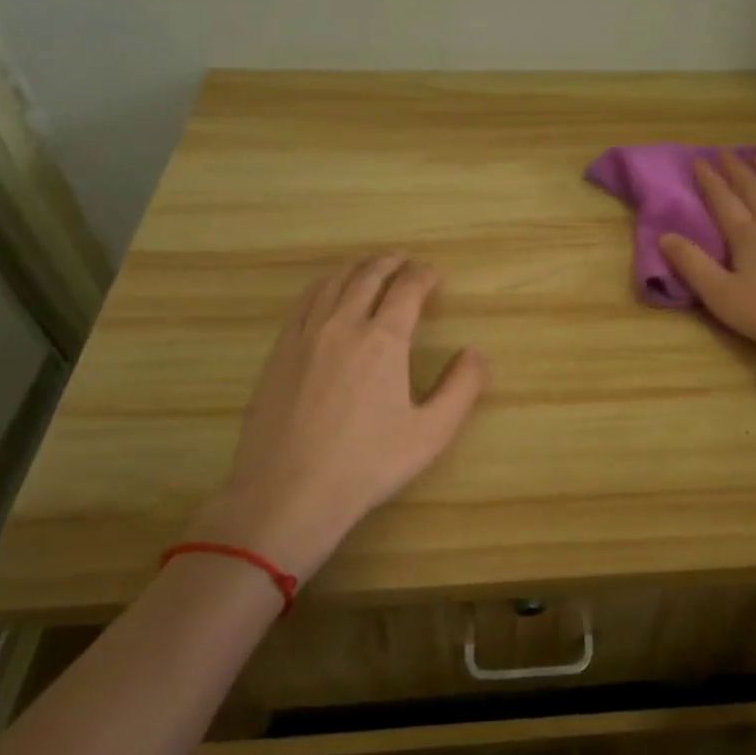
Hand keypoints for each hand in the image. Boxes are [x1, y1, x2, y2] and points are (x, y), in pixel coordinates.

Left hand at [187, 256, 486, 583]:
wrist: (288, 493)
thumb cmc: (367, 464)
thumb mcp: (431, 433)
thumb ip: (462, 388)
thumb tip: (477, 352)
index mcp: (384, 340)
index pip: (407, 289)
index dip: (424, 275)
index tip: (435, 275)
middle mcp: (343, 325)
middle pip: (368, 276)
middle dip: (391, 263)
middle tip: (406, 261)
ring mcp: (305, 336)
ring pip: (332, 283)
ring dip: (357, 269)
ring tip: (370, 268)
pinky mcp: (279, 352)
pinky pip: (304, 303)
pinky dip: (324, 286)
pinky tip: (327, 295)